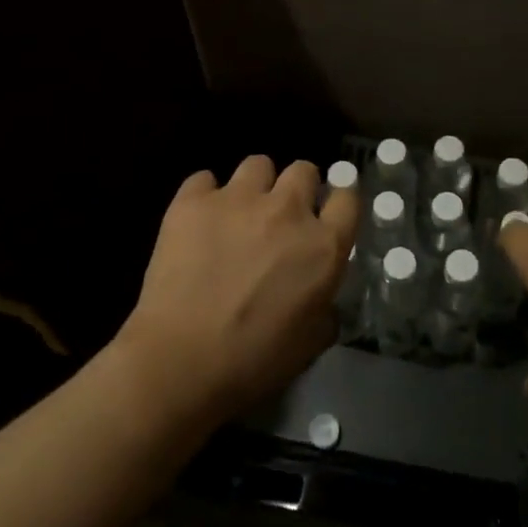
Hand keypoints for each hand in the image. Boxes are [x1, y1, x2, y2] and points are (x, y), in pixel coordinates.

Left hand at [115, 156, 358, 425]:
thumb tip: (324, 301)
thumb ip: (326, 309)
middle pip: (304, 169)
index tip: (327, 210)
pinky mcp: (194, 201)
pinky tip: (197, 220)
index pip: (348, 197)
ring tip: (238, 212)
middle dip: (297, 187)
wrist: (180, 362)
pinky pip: (204, 179)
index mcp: (323, 245)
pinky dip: (204, 196)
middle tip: (281, 215)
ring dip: (254, 185)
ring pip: (258, 164)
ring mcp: (239, 198)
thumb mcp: (310, 343)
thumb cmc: (253, 362)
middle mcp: (288, 210)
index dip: (338, 199)